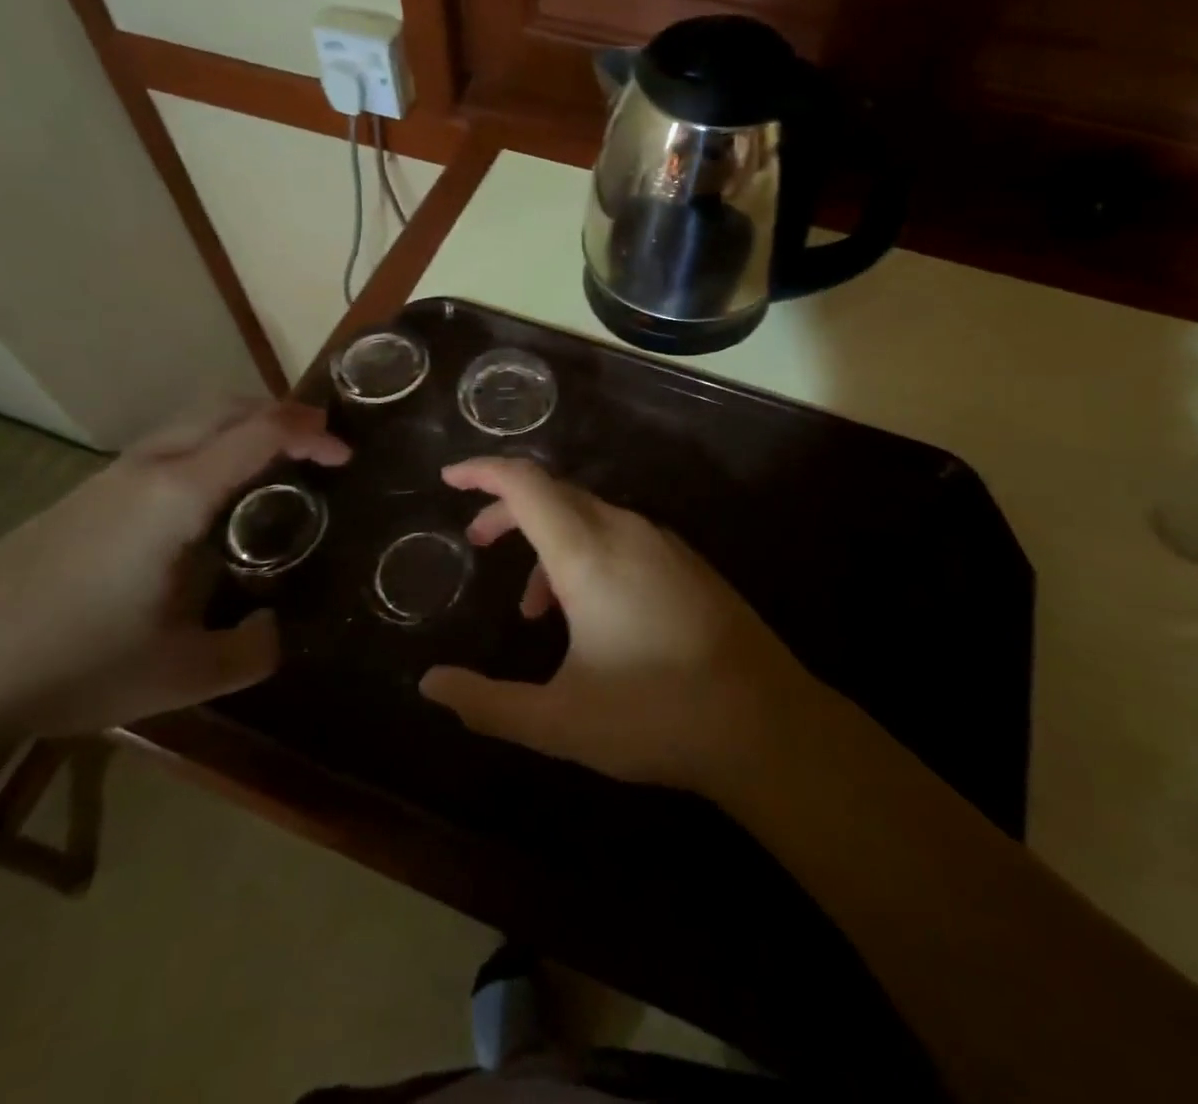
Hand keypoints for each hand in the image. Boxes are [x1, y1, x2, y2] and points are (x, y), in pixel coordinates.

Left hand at [0, 403, 348, 738]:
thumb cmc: (74, 664)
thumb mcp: (183, 674)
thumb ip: (250, 652)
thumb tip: (273, 629)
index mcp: (180, 494)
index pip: (262, 431)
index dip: (313, 431)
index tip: (346, 455)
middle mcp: (148, 468)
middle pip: (226, 407)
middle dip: (281, 414)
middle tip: (317, 448)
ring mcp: (108, 478)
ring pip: (191, 423)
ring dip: (240, 428)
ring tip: (270, 471)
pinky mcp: (82, 496)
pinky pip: (165, 448)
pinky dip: (207, 449)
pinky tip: (205, 505)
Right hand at [418, 458, 817, 794]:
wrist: (767, 724)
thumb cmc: (656, 716)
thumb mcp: (559, 721)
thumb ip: (487, 703)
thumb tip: (430, 686)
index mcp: (587, 552)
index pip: (525, 484)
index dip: (482, 472)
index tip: (449, 479)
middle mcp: (625, 531)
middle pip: (554, 493)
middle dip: (508, 511)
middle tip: (478, 542)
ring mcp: (663, 544)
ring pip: (588, 517)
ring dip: (548, 543)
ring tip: (534, 610)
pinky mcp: (688, 564)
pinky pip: (621, 536)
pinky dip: (586, 555)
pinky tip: (591, 614)